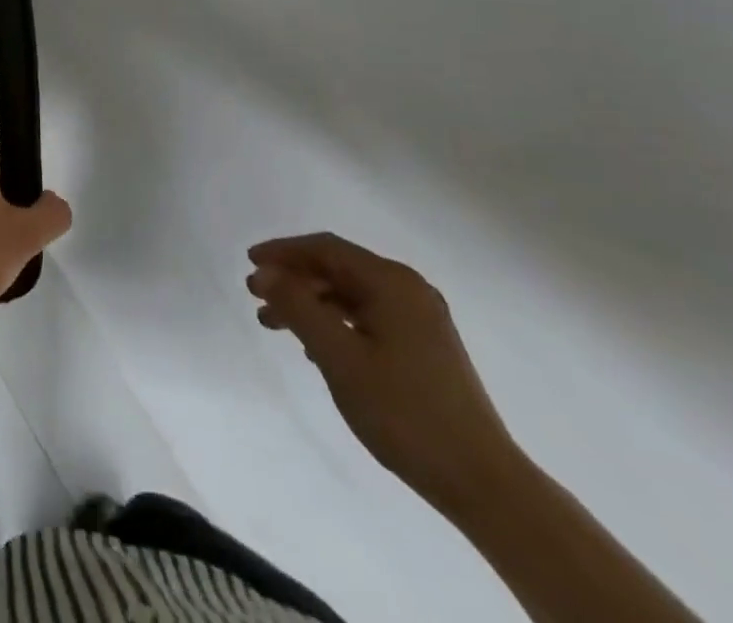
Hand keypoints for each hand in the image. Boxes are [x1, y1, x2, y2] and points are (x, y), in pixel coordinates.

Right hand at [247, 232, 521, 514]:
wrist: (483, 483)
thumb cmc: (404, 412)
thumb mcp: (339, 357)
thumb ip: (298, 307)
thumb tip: (264, 272)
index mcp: (392, 282)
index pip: (326, 249)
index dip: (283, 252)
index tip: (249, 263)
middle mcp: (408, 290)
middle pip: (338, 269)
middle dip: (294, 280)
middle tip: (258, 298)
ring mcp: (421, 319)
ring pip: (351, 295)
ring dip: (311, 304)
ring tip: (276, 326)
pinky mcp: (425, 346)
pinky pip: (368, 317)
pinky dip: (335, 323)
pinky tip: (315, 348)